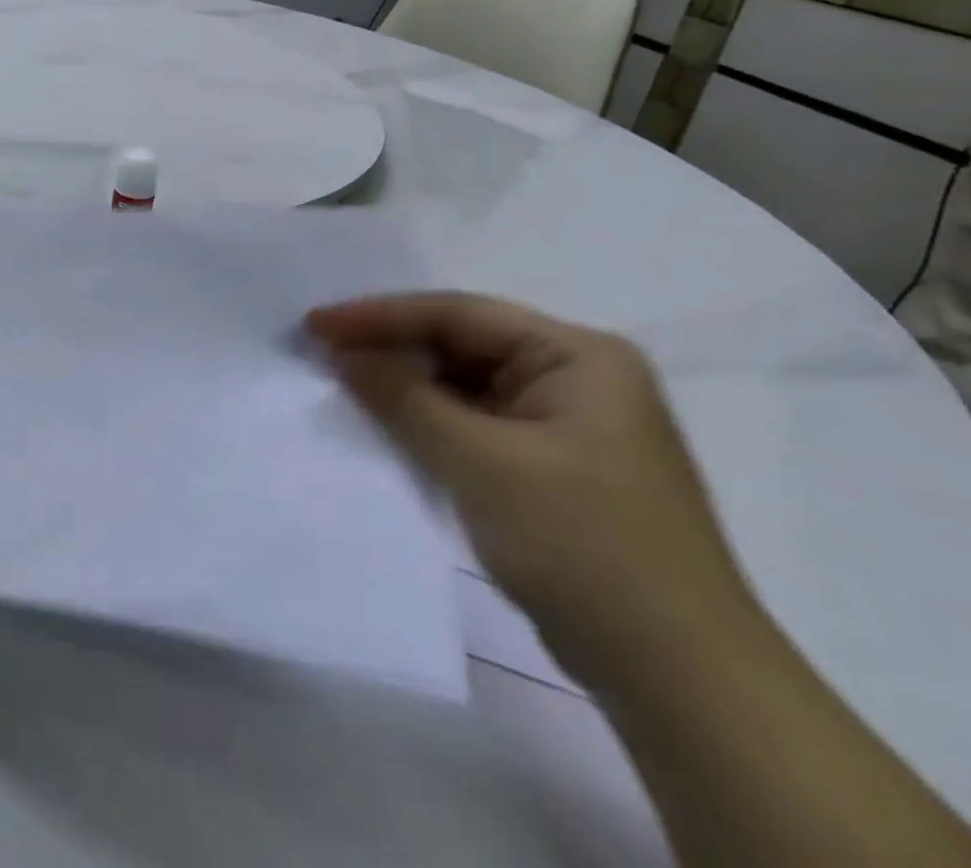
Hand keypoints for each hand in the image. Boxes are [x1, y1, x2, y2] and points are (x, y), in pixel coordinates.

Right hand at [307, 293, 759, 689]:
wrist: (679, 679)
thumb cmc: (583, 546)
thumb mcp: (480, 462)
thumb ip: (403, 398)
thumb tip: (342, 353)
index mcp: (578, 356)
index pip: (459, 315)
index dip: (379, 316)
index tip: (315, 324)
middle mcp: (576, 378)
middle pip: (462, 344)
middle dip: (391, 348)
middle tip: (320, 351)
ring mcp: (566, 424)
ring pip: (464, 386)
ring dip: (405, 387)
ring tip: (340, 383)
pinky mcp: (551, 467)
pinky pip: (474, 424)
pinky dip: (428, 423)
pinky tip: (385, 426)